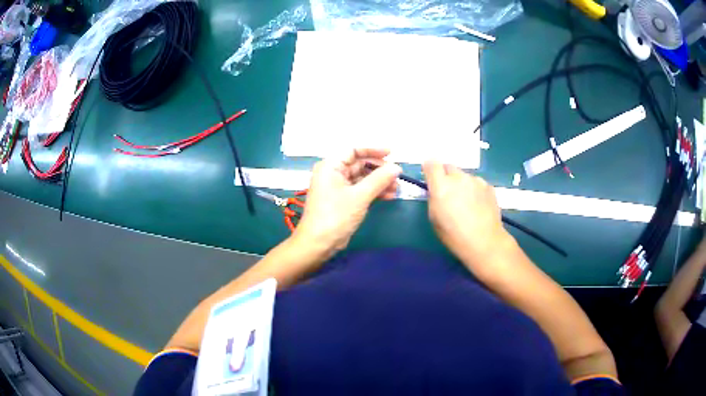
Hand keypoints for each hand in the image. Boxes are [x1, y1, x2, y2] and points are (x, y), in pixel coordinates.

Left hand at [293, 149, 401, 258]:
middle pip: (359, 164)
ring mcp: (337, 188)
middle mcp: (333, 173)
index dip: (373, 150)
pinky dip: (373, 192)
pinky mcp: (342, 200)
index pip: (353, 150)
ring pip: (362, 179)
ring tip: (397, 188)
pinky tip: (389, 196)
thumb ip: (379, 179)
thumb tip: (397, 167)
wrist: (318, 244)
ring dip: (379, 182)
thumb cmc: (335, 216)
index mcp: (330, 166)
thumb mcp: (360, 196)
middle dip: (379, 170)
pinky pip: (360, 190)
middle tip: (397, 176)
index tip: (392, 153)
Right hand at [423, 161, 510, 266]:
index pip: (432, 163)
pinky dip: (474, 190)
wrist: (485, 242)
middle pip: (449, 168)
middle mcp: (459, 178)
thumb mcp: (434, 218)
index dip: (430, 168)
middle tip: (448, 194)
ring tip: (466, 203)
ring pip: (464, 176)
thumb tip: (435, 190)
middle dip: (446, 177)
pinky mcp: (488, 186)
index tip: (430, 177)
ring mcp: (476, 180)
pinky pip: (476, 183)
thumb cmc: (454, 235)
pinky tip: (478, 206)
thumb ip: (433, 198)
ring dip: (461, 184)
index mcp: (441, 186)